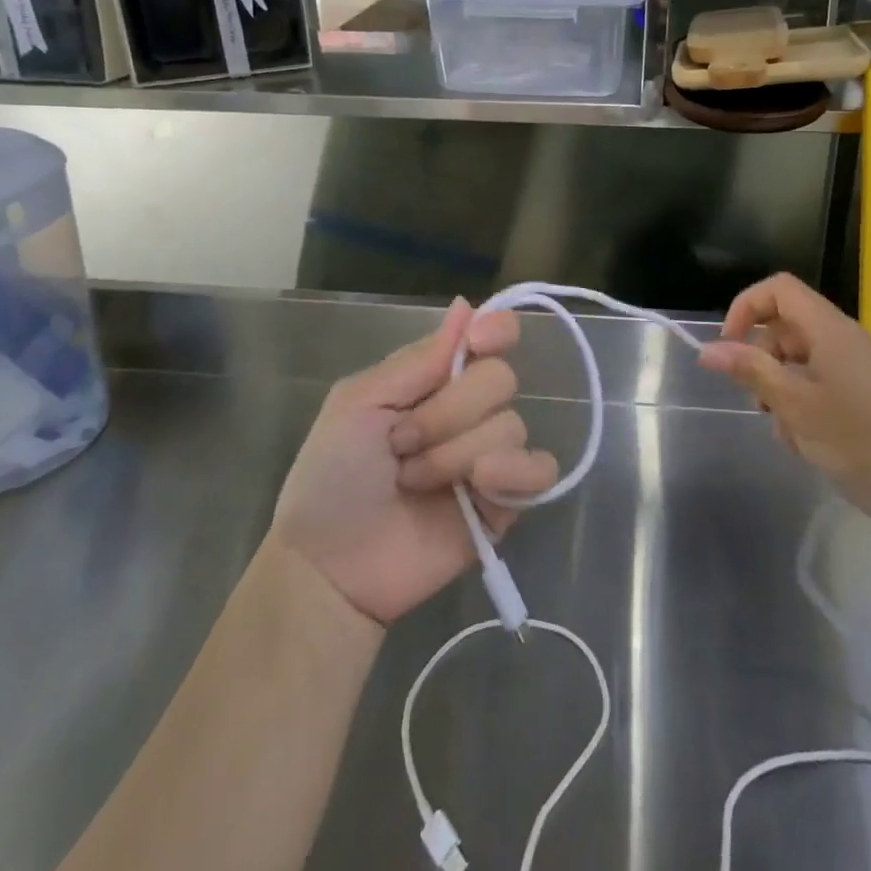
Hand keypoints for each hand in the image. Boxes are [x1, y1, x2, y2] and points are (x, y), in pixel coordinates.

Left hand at [268, 300, 558, 626]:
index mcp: (436, 379)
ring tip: (413, 482)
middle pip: (500, 379)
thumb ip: (418, 359)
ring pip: (511, 426)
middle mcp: (469, 410)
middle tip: (401, 443)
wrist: (330, 565)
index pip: (492, 336)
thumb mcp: (359, 403)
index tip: (478, 342)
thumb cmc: (332, 476)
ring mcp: (490, 457)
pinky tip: (481, 485)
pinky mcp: (505, 503)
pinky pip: (541, 470)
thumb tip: (468, 305)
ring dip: (456, 454)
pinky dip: (516, 472)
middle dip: (448, 412)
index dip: (497, 330)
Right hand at [697, 273, 870, 535]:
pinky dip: (800, 403)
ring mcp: (854, 366)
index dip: (746, 307)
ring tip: (785, 429)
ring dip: (778, 387)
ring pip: (797, 359)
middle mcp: (843, 338)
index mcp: (830, 329)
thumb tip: (707, 350)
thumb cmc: (854, 440)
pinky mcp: (860, 393)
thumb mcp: (793, 403)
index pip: (779, 289)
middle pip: (785, 326)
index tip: (728, 346)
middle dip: (761, 359)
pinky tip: (804, 441)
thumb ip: (750, 370)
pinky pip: (816, 382)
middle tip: (758, 400)